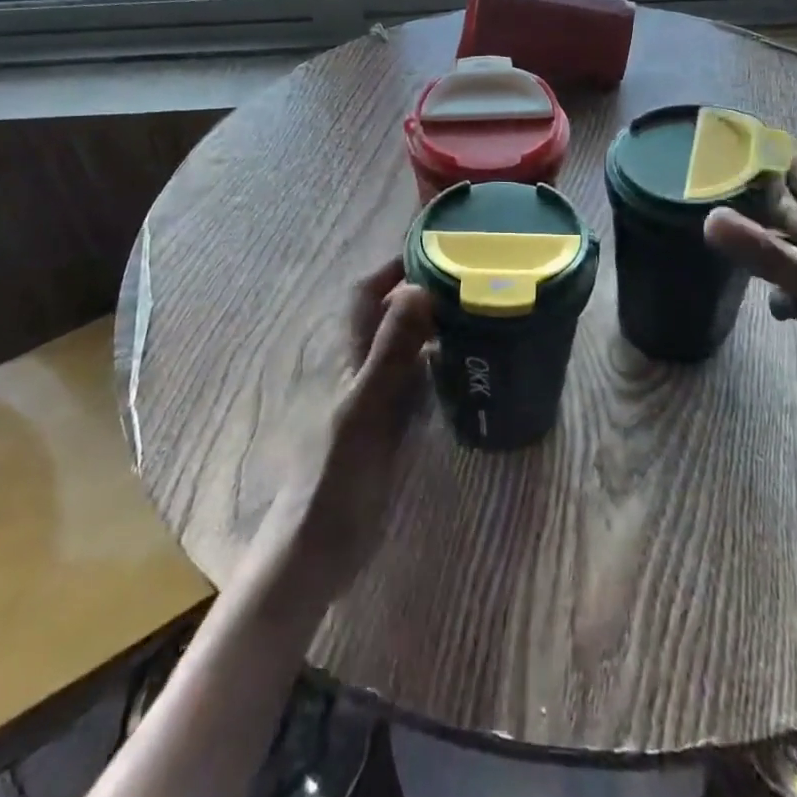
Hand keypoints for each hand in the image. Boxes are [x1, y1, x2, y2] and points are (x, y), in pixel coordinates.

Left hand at [259, 260, 435, 611]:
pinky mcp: (387, 428)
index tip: (434, 248)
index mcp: (347, 354)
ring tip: (477, 316)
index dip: (392, 267)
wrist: (318, 548)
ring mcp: (373, 398)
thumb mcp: (367, 407)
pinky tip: (465, 371)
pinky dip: (436, 368)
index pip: (365, 293)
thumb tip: (419, 288)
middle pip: (387, 316)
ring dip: (432, 328)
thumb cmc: (337, 474)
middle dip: (420, 292)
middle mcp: (358, 368)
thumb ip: (392, 351)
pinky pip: (415, 384)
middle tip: (470, 281)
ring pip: (403, 349)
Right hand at [703, 154, 796, 454]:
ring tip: (709, 234)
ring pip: (779, 251)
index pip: (795, 171)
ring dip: (753, 244)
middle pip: (780, 209)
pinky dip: (772, 292)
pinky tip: (769, 306)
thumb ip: (770, 255)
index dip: (763, 150)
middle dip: (745, 196)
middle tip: (696, 185)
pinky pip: (787, 290)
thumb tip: (708, 218)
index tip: (720, 133)